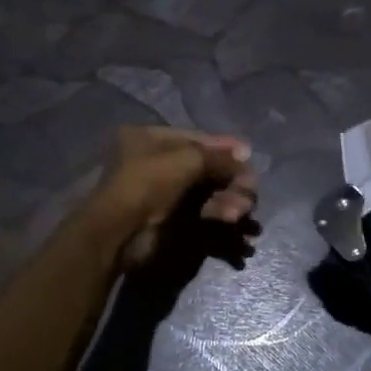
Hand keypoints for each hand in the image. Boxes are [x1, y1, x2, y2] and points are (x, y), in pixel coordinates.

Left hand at [85, 126, 258, 269]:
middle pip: (204, 166)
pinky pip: (202, 211)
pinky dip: (219, 214)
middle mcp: (155, 162)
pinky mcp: (170, 219)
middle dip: (230, 177)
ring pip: (205, 191)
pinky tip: (234, 219)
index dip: (223, 147)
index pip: (195, 139)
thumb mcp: (186, 160)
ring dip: (228, 198)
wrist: (119, 232)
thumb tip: (245, 154)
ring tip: (244, 209)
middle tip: (251, 188)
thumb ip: (219, 157)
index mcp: (149, 139)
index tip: (249, 155)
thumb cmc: (148, 183)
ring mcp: (163, 192)